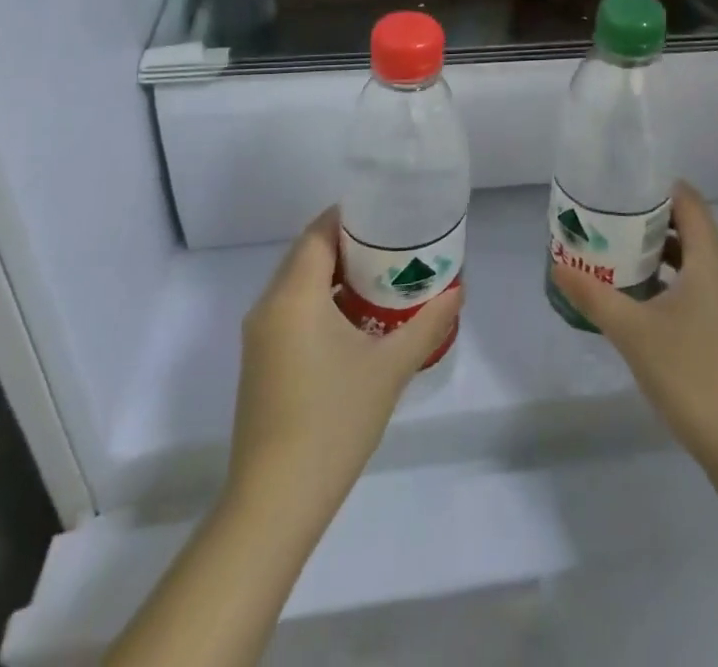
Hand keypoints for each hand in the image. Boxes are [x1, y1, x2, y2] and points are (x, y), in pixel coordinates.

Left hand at [227, 210, 461, 522]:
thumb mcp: (390, 368)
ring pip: (298, 284)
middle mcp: (268, 306)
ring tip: (382, 277)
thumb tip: (458, 291)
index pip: (318, 232)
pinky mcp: (260, 363)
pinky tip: (355, 320)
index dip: (351, 217)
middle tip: (394, 243)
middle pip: (307, 254)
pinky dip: (321, 301)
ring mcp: (260, 337)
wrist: (274, 503)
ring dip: (334, 274)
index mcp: (294, 295)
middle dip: (348, 244)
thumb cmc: (333, 421)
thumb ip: (427, 324)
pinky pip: (291, 311)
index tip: (388, 214)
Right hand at [552, 183, 717, 463]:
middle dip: (649, 219)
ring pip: (693, 258)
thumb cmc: (689, 372)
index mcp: (711, 259)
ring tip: (617, 251)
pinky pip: (697, 283)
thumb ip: (594, 295)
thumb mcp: (632, 331)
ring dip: (658, 251)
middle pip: (689, 226)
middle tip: (608, 218)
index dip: (657, 187)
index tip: (621, 186)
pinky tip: (639, 297)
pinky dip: (670, 278)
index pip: (689, 201)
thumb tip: (558, 265)